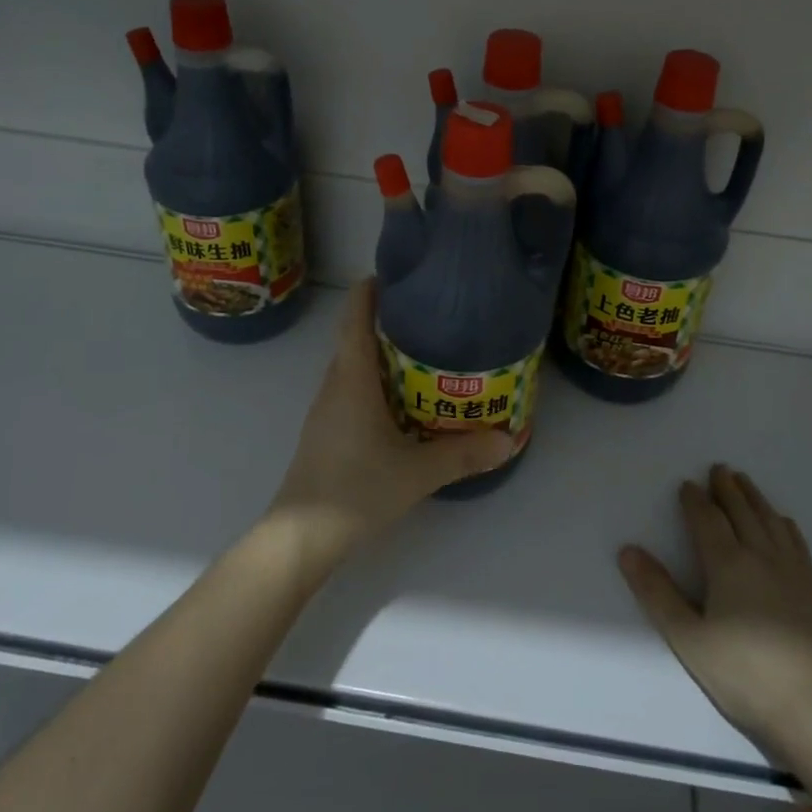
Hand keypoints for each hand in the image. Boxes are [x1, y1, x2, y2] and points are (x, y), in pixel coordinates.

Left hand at [265, 281, 512, 572]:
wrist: (301, 537)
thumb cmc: (356, 489)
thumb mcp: (418, 472)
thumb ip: (464, 454)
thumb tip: (509, 438)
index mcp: (352, 379)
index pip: (354, 317)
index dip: (371, 289)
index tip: (398, 273)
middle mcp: (334, 385)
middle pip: (354, 336)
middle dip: (386, 318)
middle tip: (429, 313)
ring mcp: (326, 409)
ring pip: (352, 364)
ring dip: (381, 351)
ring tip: (423, 350)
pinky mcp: (326, 430)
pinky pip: (351, 388)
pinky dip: (374, 379)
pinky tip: (402, 398)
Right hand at [619, 465, 811, 759]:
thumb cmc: (742, 674)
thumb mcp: (688, 638)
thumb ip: (657, 593)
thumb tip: (628, 551)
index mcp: (728, 564)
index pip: (707, 520)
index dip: (695, 500)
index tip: (687, 485)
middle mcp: (761, 556)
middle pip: (742, 512)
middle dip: (727, 489)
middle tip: (719, 468)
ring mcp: (793, 571)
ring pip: (770, 521)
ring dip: (755, 498)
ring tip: (745, 482)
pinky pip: (796, 542)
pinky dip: (784, 524)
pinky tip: (782, 521)